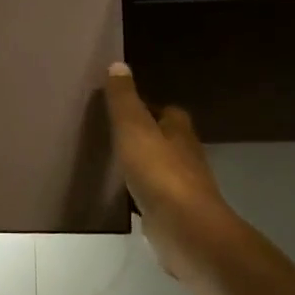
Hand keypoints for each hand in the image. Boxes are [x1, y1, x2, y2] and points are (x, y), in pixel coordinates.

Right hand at [103, 62, 233, 282]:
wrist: (185, 230)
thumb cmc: (160, 173)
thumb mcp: (134, 128)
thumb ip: (124, 100)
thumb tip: (118, 65)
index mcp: (178, 132)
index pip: (167, 111)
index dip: (147, 107)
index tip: (122, 106)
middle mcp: (185, 156)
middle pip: (164, 139)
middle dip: (143, 135)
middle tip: (110, 133)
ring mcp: (181, 188)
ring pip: (158, 168)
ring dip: (140, 165)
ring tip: (109, 162)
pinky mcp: (172, 214)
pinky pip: (151, 196)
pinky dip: (138, 193)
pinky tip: (119, 196)